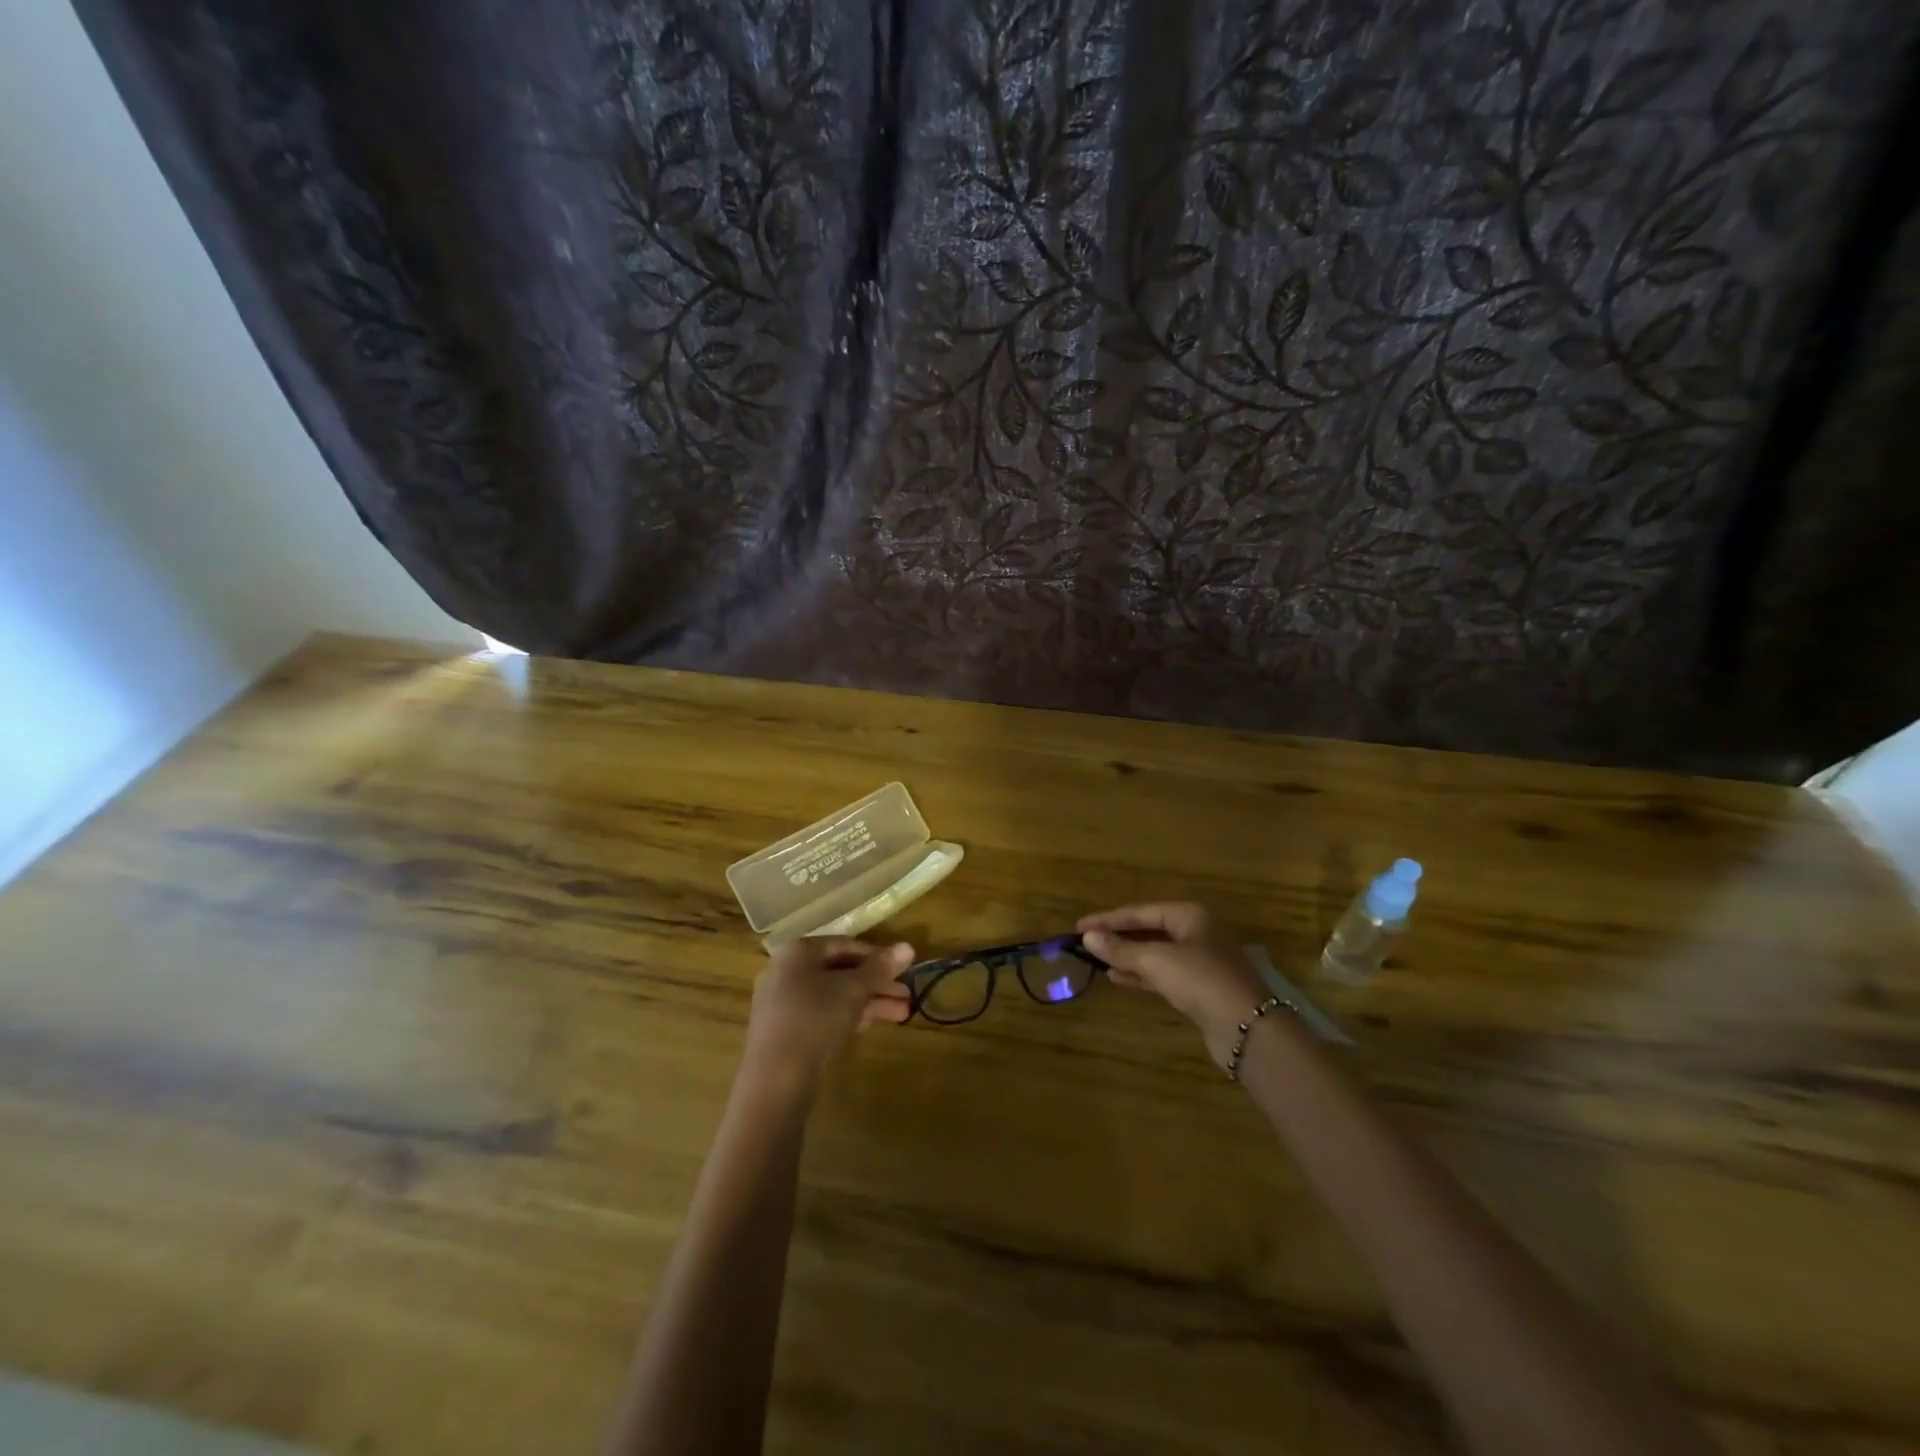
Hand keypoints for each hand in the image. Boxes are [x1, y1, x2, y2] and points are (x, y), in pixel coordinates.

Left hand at [744, 937, 913, 1089]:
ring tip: (902, 1014)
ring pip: (833, 995)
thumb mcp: (854, 990)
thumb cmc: (815, 1018)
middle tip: (907, 996)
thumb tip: (908, 947)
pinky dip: (847, 1016)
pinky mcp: (784, 1031)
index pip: (845, 945)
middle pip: (840, 971)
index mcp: (799, 952)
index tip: (903, 971)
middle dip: (877, 984)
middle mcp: (786, 971)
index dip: (878, 956)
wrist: (775, 1079)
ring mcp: (783, 1003)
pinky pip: (821, 1014)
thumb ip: (880, 968)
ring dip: (868, 1002)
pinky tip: (871, 1026)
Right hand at [1078, 903, 1269, 1068]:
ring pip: (1156, 953)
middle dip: (1118, 937)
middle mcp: (1197, 932)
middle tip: (1087, 942)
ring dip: (1127, 956)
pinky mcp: (1201, 987)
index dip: (1108, 919)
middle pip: (1149, 929)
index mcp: (1190, 915)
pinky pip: (1163, 973)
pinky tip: (1117, 978)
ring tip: (1097, 960)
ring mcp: (1201, 961)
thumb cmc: (1200, 979)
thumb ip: (1120, 949)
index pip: (1140, 911)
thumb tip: (1087, 938)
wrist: (1247, 1027)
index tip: (1079, 927)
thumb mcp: (1155, 960)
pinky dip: (1140, 974)